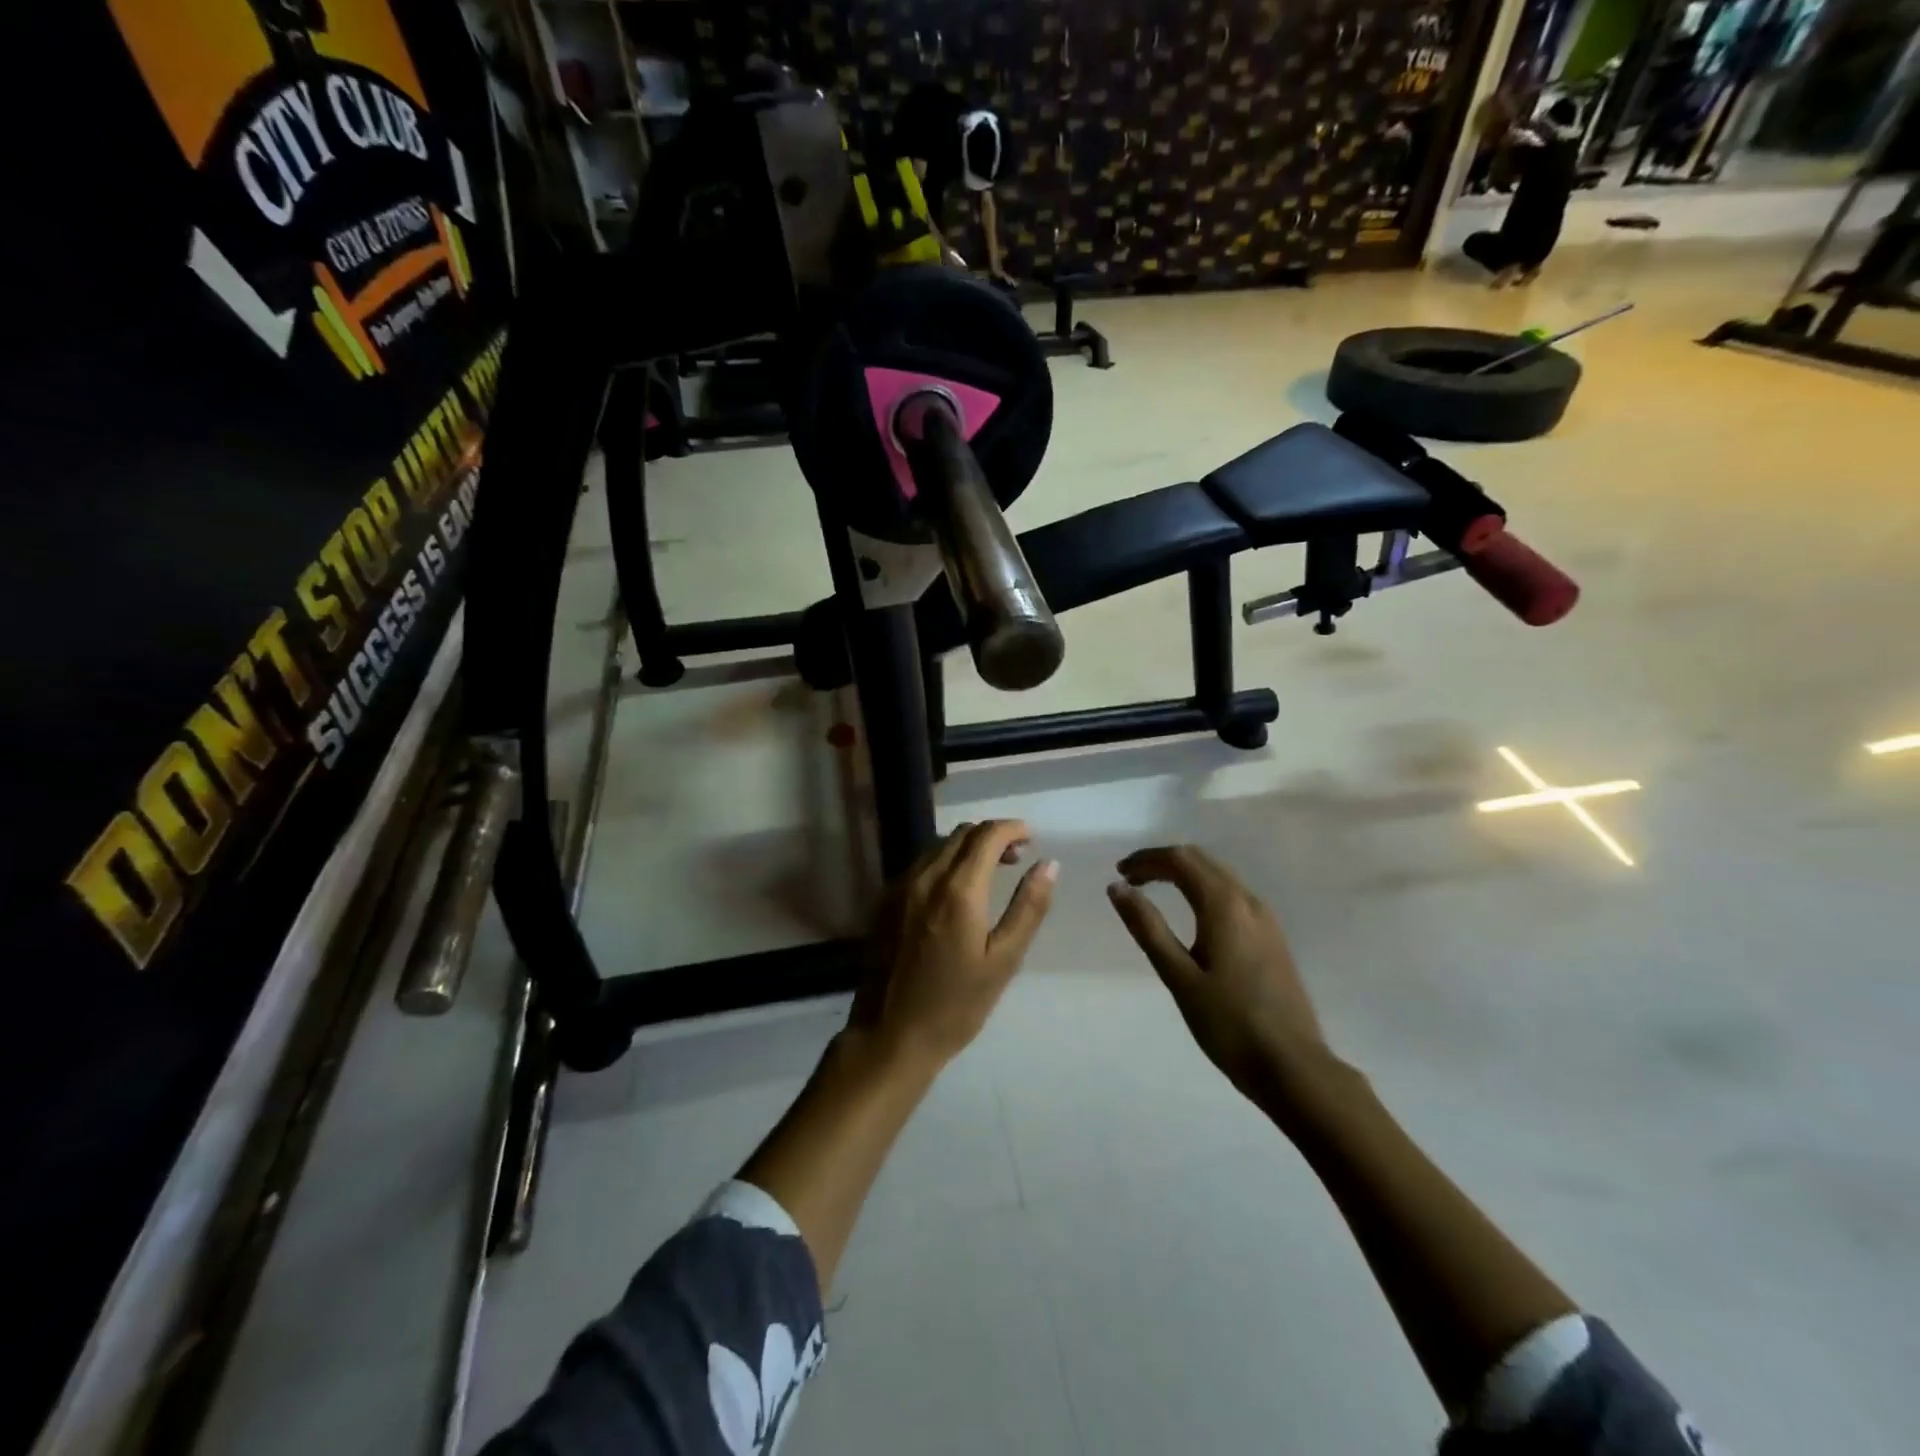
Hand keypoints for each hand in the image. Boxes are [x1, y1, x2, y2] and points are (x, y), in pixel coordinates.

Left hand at [855, 821, 1057, 1066]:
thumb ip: (1028, 907)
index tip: (1031, 838)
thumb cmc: (956, 1005)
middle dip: (992, 836)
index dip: (1012, 828)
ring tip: (989, 872)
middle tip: (1016, 857)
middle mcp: (925, 877)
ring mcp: (899, 887)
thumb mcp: (1004, 960)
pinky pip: (919, 865)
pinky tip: (954, 890)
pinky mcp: (884, 902)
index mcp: (958, 890)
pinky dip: (943, 862)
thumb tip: (1049, 864)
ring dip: (967, 847)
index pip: (987, 835)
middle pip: (961, 834)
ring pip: (937, 846)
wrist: (890, 1035)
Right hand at [1106, 846, 1327, 1102]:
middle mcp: (1249, 901)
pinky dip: (1203, 889)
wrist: (1294, 1067)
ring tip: (1153, 891)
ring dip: (1184, 874)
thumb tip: (1117, 888)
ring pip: (1219, 876)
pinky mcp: (1273, 938)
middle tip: (1130, 879)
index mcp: (1224, 905)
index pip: (1181, 860)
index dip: (1146, 859)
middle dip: (1163, 862)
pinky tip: (1191, 914)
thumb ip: (1147, 927)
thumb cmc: (1229, 1024)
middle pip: (1201, 860)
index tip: (1119, 873)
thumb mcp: (1178, 977)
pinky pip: (1232, 895)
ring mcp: (1266, 919)